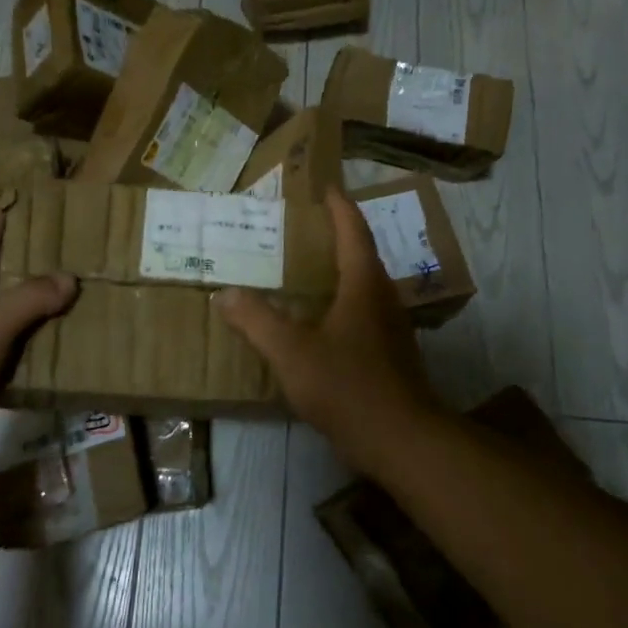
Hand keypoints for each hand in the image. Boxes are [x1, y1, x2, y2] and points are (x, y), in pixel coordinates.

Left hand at [0, 212, 76, 470]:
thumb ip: (30, 299)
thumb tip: (70, 278)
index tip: (16, 203)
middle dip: (27, 272)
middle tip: (69, 256)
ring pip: (7, 329)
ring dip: (36, 320)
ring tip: (76, 305)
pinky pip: (8, 366)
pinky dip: (30, 360)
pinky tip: (59, 358)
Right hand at [217, 188, 443, 473]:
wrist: (402, 440)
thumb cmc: (348, 386)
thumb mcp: (292, 352)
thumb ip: (257, 321)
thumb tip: (226, 294)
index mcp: (363, 284)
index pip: (353, 231)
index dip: (339, 206)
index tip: (325, 187)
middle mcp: (382, 297)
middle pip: (360, 254)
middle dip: (334, 236)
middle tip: (301, 227)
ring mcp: (390, 326)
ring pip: (362, 285)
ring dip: (337, 270)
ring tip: (302, 269)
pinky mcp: (390, 352)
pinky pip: (362, 311)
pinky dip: (339, 301)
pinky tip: (317, 320)